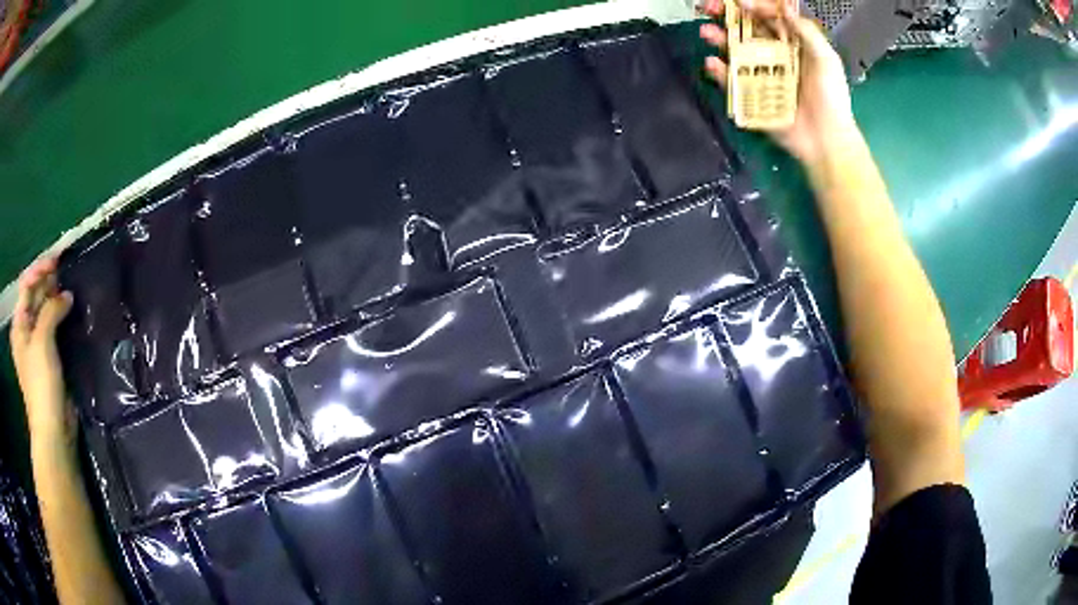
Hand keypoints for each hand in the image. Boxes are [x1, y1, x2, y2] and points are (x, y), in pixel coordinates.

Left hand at [10, 256, 74, 442]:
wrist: (53, 429)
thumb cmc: (41, 384)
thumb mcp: (42, 341)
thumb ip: (51, 311)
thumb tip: (66, 296)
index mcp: (19, 324)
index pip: (26, 284)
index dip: (39, 269)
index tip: (57, 261)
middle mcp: (26, 331)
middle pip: (35, 296)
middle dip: (48, 281)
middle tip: (66, 270)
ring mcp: (38, 345)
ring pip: (46, 311)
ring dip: (56, 298)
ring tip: (71, 287)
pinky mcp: (50, 358)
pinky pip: (54, 328)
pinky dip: (61, 317)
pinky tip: (71, 311)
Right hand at [699, 0, 858, 167]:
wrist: (826, 140)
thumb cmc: (832, 99)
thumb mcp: (827, 60)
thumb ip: (807, 33)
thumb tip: (784, 9)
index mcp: (791, 43)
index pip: (768, 17)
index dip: (753, 5)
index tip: (740, 2)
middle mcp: (773, 54)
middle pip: (745, 29)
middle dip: (725, 16)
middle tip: (708, 7)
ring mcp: (760, 74)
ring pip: (734, 51)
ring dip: (718, 39)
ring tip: (706, 32)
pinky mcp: (751, 95)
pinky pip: (731, 80)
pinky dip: (719, 72)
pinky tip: (713, 63)